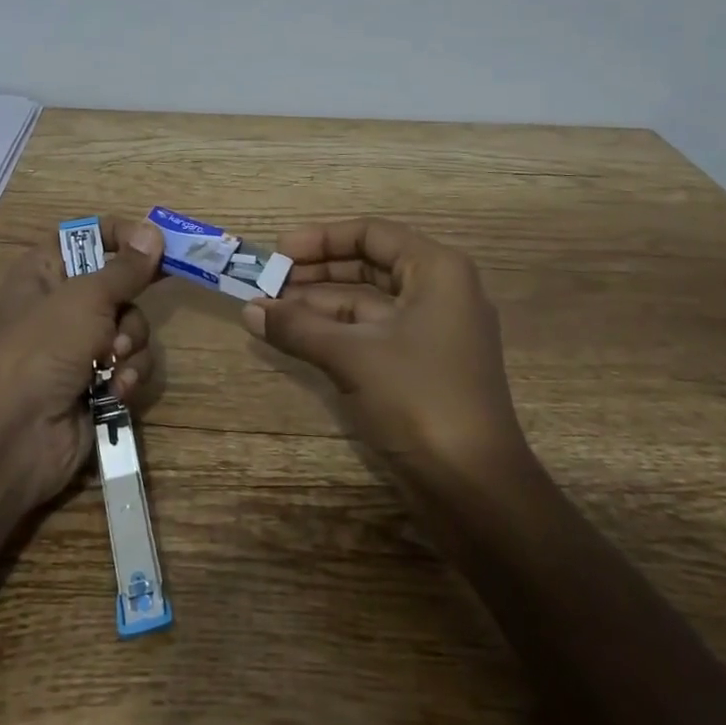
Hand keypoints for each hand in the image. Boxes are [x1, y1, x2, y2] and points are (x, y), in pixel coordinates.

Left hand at [0, 216, 163, 509]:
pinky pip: (132, 364)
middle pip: (120, 284)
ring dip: (131, 345)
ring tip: (113, 362)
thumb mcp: (86, 298)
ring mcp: (81, 345)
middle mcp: (64, 303)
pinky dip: (129, 375)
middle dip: (129, 306)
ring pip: (132, 326)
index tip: (154, 244)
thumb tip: (153, 232)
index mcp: (47, 270)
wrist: (14, 436)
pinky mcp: (98, 382)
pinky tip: (117, 390)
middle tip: (125, 316)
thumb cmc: (42, 347)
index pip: (88, 235)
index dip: (120, 236)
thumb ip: (126, 268)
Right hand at [242, 218, 525, 477]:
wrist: (476, 491)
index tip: (279, 251)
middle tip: (268, 280)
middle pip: (368, 265)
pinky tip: (295, 337)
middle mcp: (438, 292)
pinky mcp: (420, 367)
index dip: (321, 239)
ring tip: (270, 310)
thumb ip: (298, 326)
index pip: (371, 233)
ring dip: (318, 305)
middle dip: (316, 272)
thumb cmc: (420, 400)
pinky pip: (371, 333)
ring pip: (366, 303)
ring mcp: (431, 332)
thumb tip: (248, 310)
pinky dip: (334, 333)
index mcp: (437, 271)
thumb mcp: (352, 356)